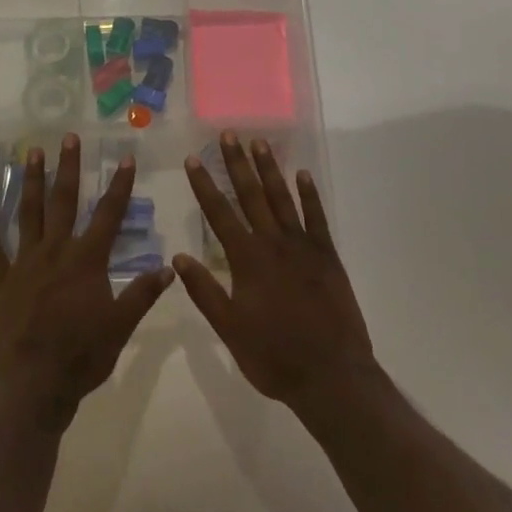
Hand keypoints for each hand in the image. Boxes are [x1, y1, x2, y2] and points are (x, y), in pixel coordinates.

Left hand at [0, 135, 174, 429]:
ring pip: (28, 214)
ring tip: (31, 152)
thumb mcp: (121, 327)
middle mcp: (55, 251)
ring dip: (31, 182)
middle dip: (69, 168)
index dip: (119, 186)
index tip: (125, 158)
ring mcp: (25, 263)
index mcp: (87, 260)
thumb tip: (169, 266)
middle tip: (69, 137)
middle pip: (64, 201)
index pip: (108, 215)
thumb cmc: (81, 357)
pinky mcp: (2, 281)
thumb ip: (142, 294)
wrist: (31, 385)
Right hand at [174, 132, 377, 410]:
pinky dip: (309, 195)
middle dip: (237, 164)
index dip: (204, 185)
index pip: (219, 214)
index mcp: (247, 260)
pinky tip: (302, 175)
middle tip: (228, 135)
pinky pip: (317, 218)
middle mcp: (273, 244)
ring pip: (282, 199)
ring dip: (269, 170)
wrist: (332, 376)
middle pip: (251, 196)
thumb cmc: (274, 357)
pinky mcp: (327, 257)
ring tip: (259, 143)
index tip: (193, 159)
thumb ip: (205, 291)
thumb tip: (178, 256)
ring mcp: (303, 247)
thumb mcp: (230, 329)